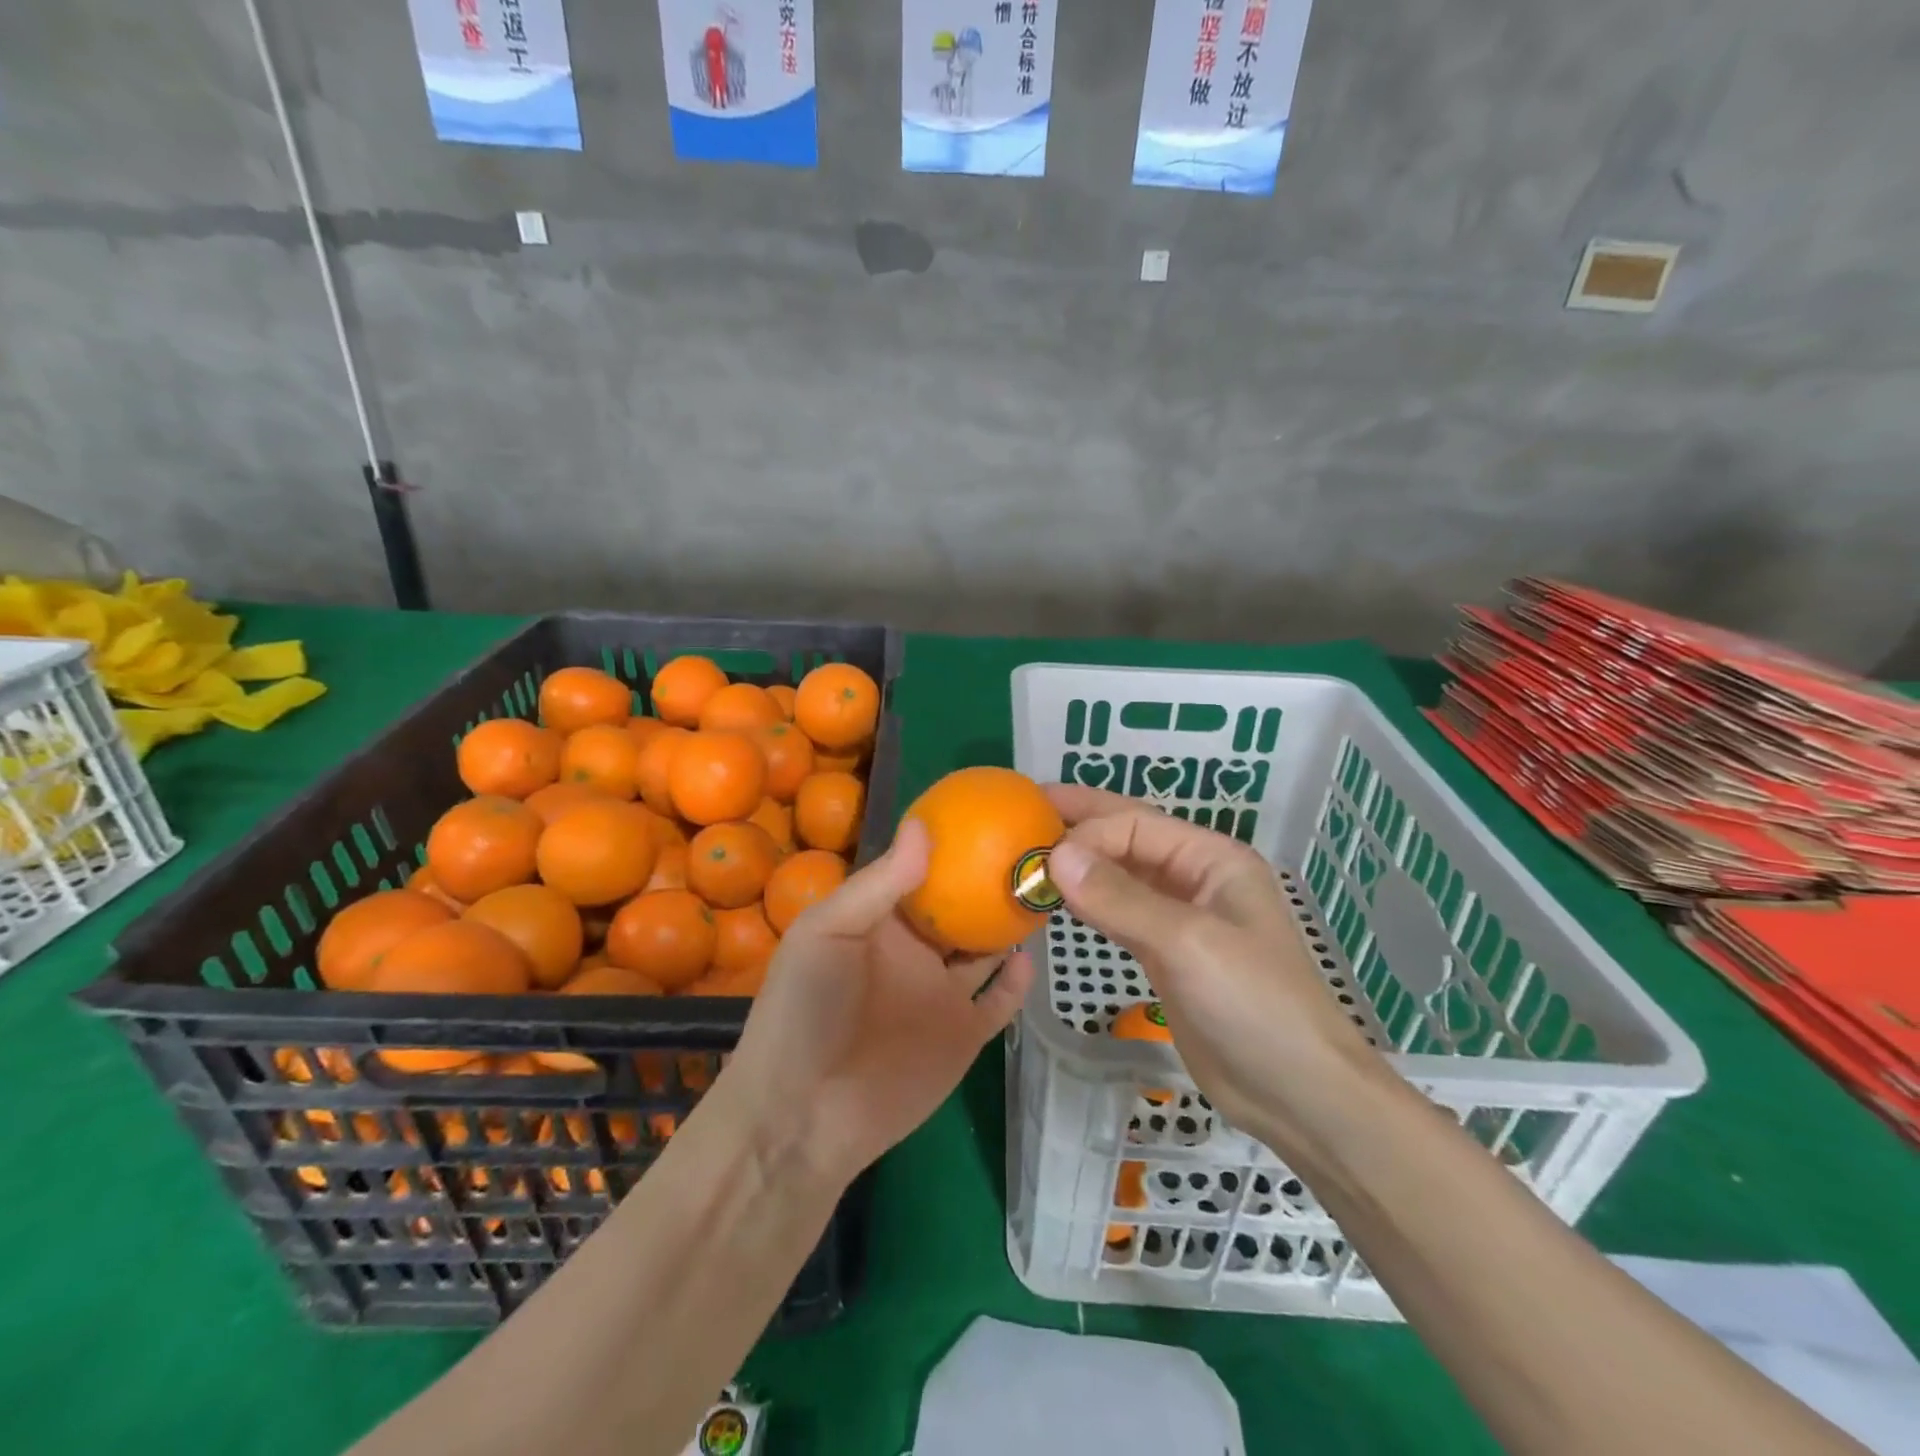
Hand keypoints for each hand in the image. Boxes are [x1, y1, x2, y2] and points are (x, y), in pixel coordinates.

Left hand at [721, 819, 1035, 1188]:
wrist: (803, 1116)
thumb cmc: (805, 1009)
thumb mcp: (826, 931)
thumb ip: (878, 884)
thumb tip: (923, 825)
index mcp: (881, 922)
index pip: (921, 874)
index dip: (949, 847)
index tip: (988, 815)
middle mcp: (916, 952)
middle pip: (961, 910)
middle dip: (991, 883)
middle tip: (1033, 849)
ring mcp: (941, 994)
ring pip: (985, 952)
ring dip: (1010, 927)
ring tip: (1043, 893)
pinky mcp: (962, 1036)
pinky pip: (999, 1003)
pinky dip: (1017, 982)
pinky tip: (1032, 958)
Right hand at [1045, 786, 1382, 1148]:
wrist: (1299, 1095)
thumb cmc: (1254, 1006)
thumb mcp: (1187, 944)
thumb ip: (1120, 898)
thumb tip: (1055, 856)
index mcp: (1211, 858)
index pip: (1135, 824)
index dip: (1086, 832)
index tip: (1040, 856)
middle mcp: (1195, 878)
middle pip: (1127, 838)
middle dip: (1078, 823)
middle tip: (1022, 813)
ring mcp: (1181, 917)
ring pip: (1120, 875)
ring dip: (1079, 866)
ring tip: (1028, 856)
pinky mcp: (1166, 954)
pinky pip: (1119, 913)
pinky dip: (1087, 903)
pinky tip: (1058, 902)